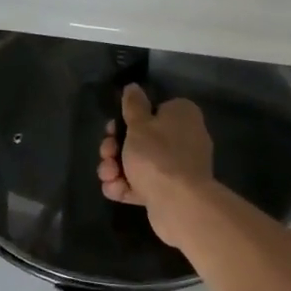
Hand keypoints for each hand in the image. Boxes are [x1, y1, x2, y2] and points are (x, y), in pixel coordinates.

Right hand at [98, 84, 214, 247]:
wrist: (179, 203)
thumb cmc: (157, 156)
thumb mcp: (138, 125)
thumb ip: (133, 105)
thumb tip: (133, 86)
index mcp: (181, 115)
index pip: (152, 111)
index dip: (128, 120)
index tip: (112, 129)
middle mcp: (183, 138)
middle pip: (141, 139)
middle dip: (116, 148)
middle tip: (106, 154)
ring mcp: (178, 167)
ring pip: (139, 163)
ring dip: (117, 168)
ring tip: (108, 175)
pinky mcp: (170, 191)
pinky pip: (144, 183)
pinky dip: (127, 186)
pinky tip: (115, 190)